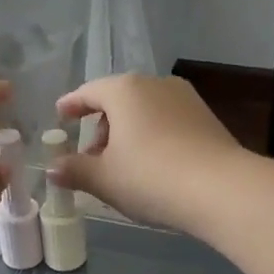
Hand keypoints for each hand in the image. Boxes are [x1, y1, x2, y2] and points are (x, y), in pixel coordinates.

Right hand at [49, 74, 247, 235]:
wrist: (221, 189)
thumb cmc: (150, 177)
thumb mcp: (104, 179)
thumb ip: (74, 170)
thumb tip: (52, 169)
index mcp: (124, 90)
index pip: (89, 92)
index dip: (71, 105)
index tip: (60, 116)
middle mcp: (155, 84)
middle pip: (118, 100)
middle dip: (101, 126)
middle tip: (91, 157)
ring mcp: (185, 99)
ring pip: (145, 111)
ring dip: (128, 133)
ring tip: (123, 166)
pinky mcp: (207, 118)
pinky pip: (168, 122)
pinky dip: (153, 137)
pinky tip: (153, 166)